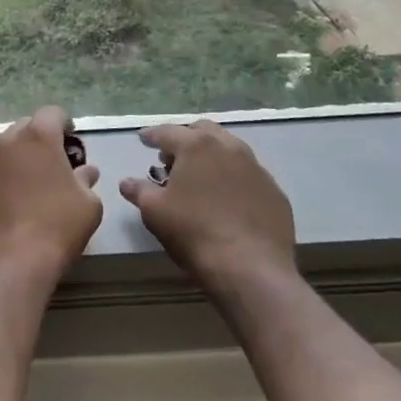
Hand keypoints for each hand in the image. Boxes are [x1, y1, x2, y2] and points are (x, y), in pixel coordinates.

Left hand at [0, 106, 101, 276]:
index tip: (72, 141)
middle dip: (41, 140)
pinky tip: (14, 207)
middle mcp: (6, 142)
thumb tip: (85, 172)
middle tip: (55, 164)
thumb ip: (86, 180)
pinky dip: (3, 182)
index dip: (65, 123)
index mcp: (37, 137)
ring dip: (20, 160)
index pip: (52, 113)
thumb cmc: (57, 227)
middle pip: (26, 128)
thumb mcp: (88, 204)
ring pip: (5, 151)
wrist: (10, 264)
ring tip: (34, 186)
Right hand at [119, 121, 296, 291]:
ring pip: (229, 149)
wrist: (251, 269)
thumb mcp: (155, 212)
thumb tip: (126, 182)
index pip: (166, 132)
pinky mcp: (274, 191)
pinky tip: (228, 199)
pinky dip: (233, 178)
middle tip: (172, 159)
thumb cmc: (194, 233)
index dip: (151, 136)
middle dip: (185, 139)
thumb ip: (138, 191)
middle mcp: (228, 147)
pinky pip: (248, 175)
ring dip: (211, 155)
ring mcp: (256, 168)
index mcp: (196, 146)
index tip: (143, 139)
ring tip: (200, 177)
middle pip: (202, 131)